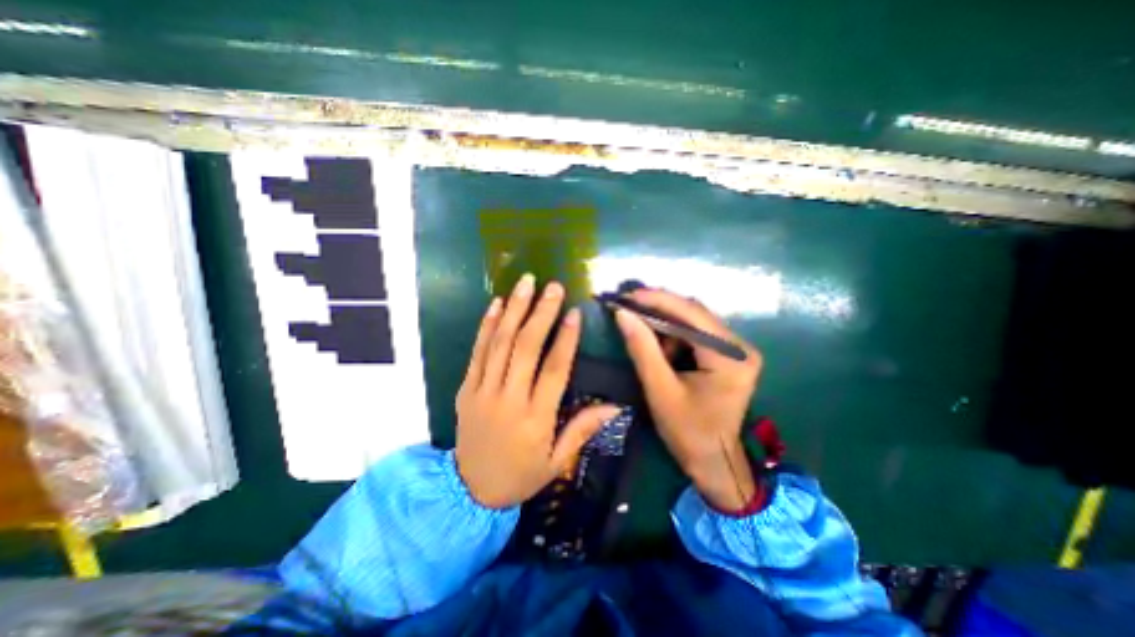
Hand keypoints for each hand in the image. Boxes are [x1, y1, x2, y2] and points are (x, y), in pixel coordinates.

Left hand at [455, 276, 623, 508]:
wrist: (470, 491)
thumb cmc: (521, 475)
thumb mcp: (557, 461)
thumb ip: (582, 429)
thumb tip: (615, 406)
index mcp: (535, 418)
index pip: (554, 370)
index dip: (565, 339)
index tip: (574, 312)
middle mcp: (509, 399)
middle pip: (526, 348)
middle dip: (540, 313)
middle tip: (552, 287)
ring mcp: (482, 391)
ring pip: (500, 343)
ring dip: (514, 310)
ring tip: (526, 284)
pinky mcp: (466, 388)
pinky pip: (476, 352)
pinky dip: (487, 325)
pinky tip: (497, 304)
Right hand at [617, 289, 766, 512]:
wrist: (714, 461)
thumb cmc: (688, 432)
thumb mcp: (660, 390)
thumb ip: (642, 349)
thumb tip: (623, 314)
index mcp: (730, 358)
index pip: (692, 314)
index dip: (657, 300)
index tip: (627, 296)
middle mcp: (740, 346)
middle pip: (695, 313)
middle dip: (659, 308)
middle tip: (628, 306)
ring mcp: (737, 349)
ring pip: (694, 321)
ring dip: (665, 322)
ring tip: (640, 328)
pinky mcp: (729, 354)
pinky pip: (696, 333)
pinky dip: (674, 334)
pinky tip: (658, 345)